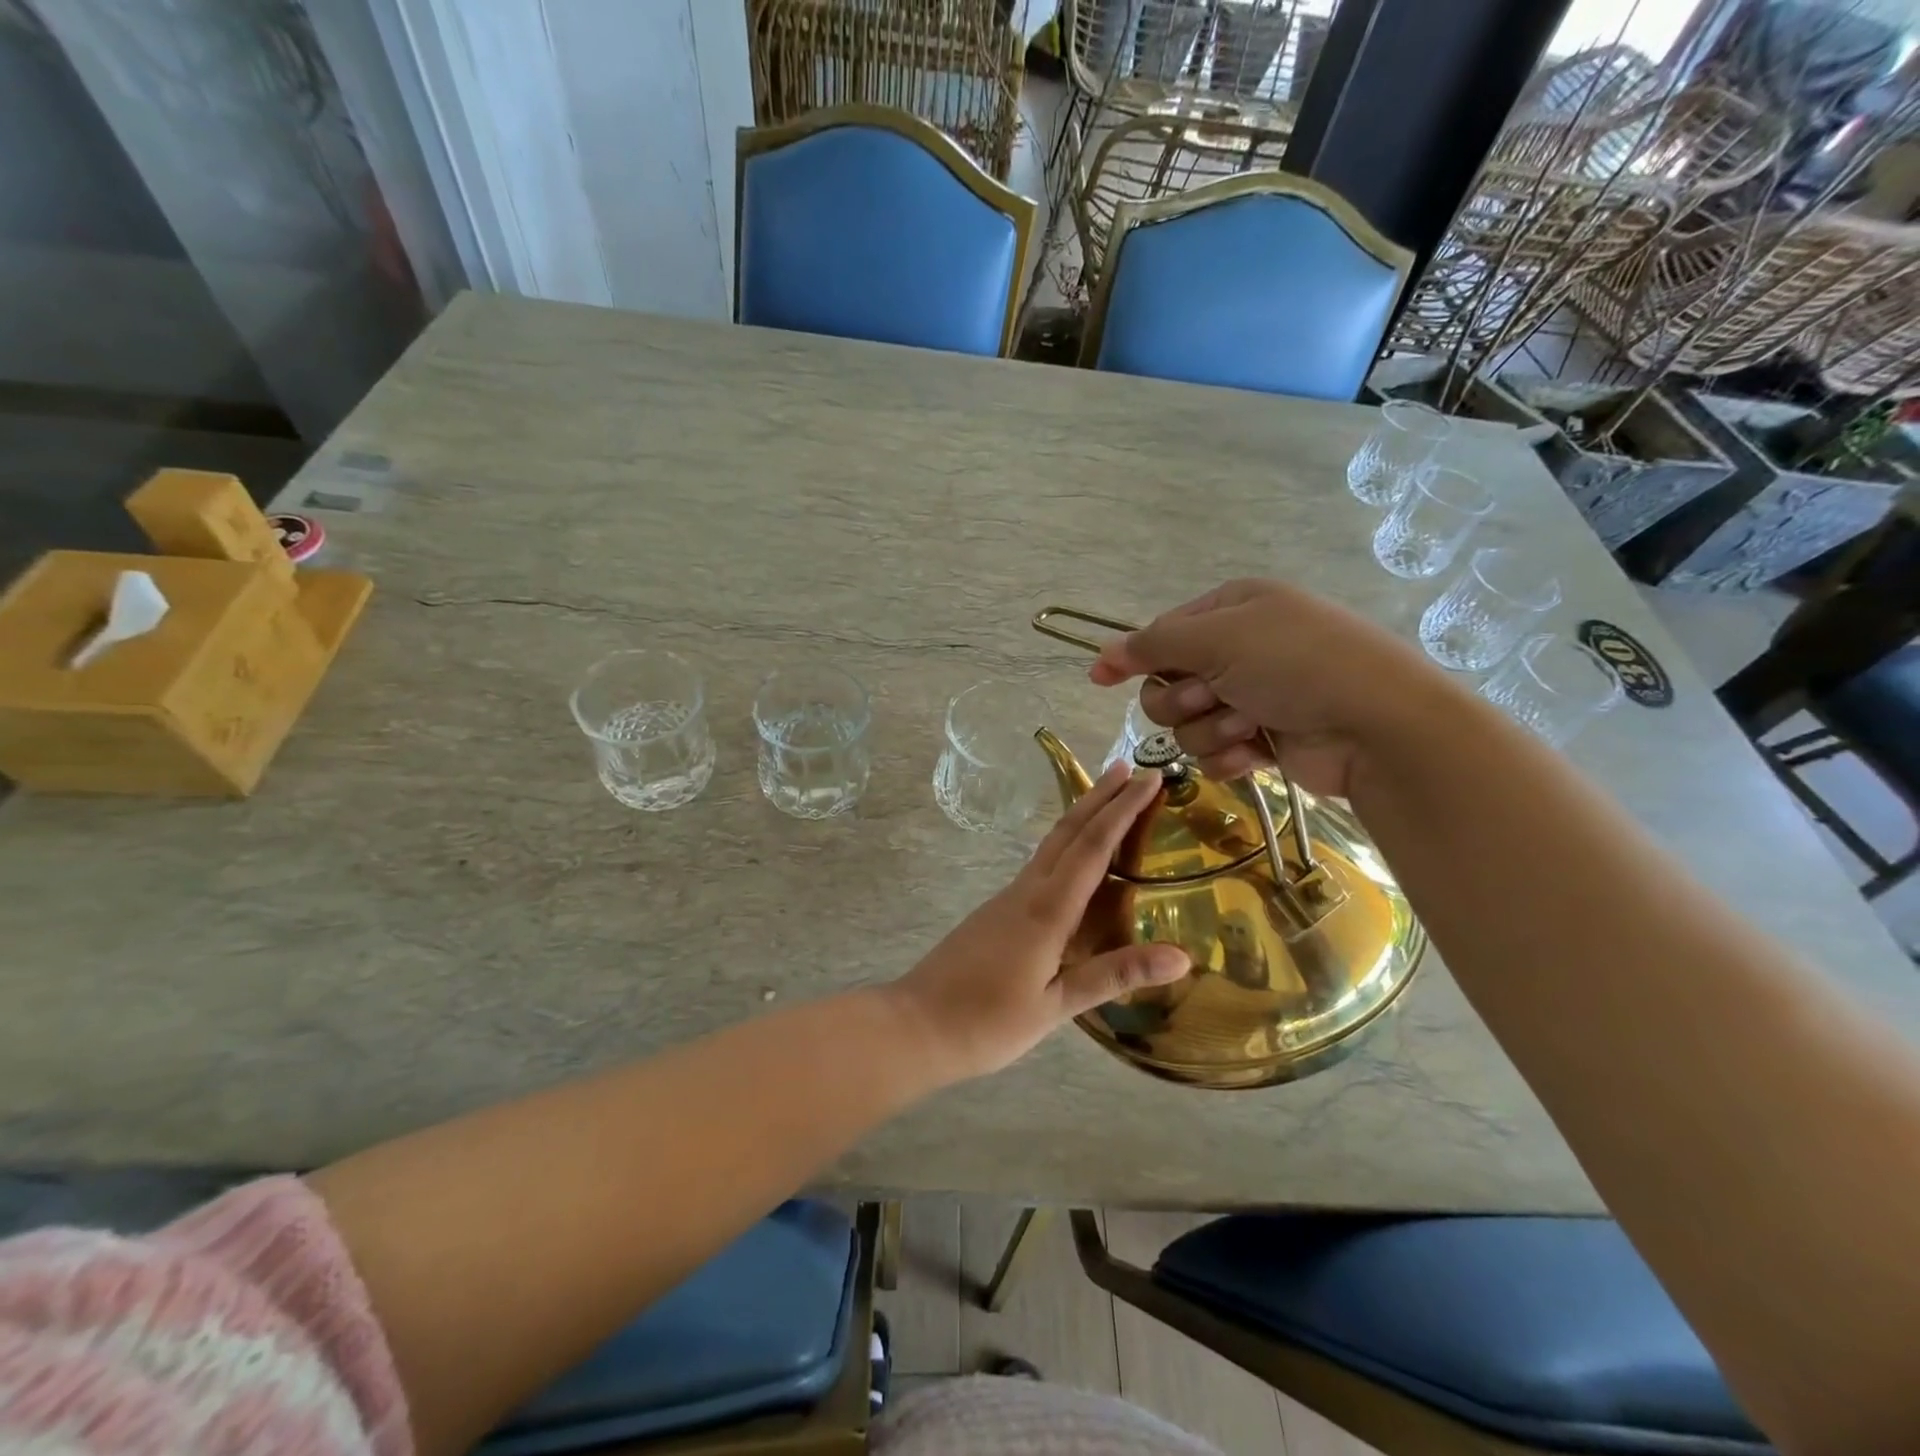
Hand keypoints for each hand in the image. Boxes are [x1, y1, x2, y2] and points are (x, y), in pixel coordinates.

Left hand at [886, 763, 1189, 1081]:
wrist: (916, 1025)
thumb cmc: (987, 1022)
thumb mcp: (1056, 1006)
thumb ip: (1114, 975)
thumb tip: (1182, 955)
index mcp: (1046, 910)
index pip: (1092, 847)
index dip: (1123, 810)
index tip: (1149, 778)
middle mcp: (1027, 891)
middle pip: (1068, 831)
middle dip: (1100, 796)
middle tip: (1130, 767)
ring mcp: (1008, 898)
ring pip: (1051, 844)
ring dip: (1082, 815)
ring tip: (1109, 797)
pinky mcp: (998, 911)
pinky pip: (1040, 864)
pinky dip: (1066, 845)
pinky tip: (1076, 857)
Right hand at [1089, 578, 1457, 798]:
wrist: (1377, 726)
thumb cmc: (1297, 664)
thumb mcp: (1219, 639)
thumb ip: (1153, 645)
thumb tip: (1102, 655)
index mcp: (1232, 611)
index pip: (1162, 634)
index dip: (1134, 657)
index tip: (1101, 680)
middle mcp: (1239, 651)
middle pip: (1167, 684)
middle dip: (1183, 699)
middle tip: (1213, 697)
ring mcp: (1252, 697)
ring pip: (1187, 724)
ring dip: (1211, 729)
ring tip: (1250, 725)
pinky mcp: (1262, 740)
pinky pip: (1214, 753)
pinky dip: (1229, 755)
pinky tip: (1255, 753)